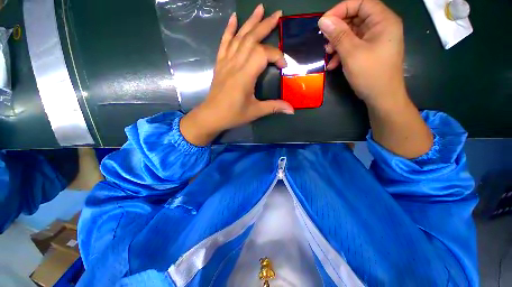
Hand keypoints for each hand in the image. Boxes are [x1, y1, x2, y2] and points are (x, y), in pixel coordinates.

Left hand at [180, 5, 293, 145]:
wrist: (211, 116)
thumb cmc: (233, 115)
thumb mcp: (255, 112)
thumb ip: (274, 107)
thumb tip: (292, 110)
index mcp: (245, 75)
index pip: (263, 54)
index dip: (276, 56)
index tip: (283, 66)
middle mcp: (235, 64)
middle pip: (251, 39)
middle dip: (265, 25)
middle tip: (277, 14)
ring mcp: (226, 62)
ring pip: (239, 37)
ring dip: (250, 22)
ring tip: (260, 8)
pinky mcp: (220, 64)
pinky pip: (224, 43)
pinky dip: (229, 29)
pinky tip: (233, 18)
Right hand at [318, 0, 405, 107]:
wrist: (382, 98)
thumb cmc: (370, 74)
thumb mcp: (352, 53)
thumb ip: (338, 35)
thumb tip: (323, 21)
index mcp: (383, 21)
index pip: (361, 3)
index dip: (341, 10)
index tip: (324, 23)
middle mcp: (381, 27)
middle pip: (356, 18)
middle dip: (338, 29)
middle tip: (324, 41)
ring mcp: (376, 40)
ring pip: (353, 33)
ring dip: (338, 43)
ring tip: (327, 54)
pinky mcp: (370, 51)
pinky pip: (354, 46)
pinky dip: (342, 53)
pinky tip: (333, 64)